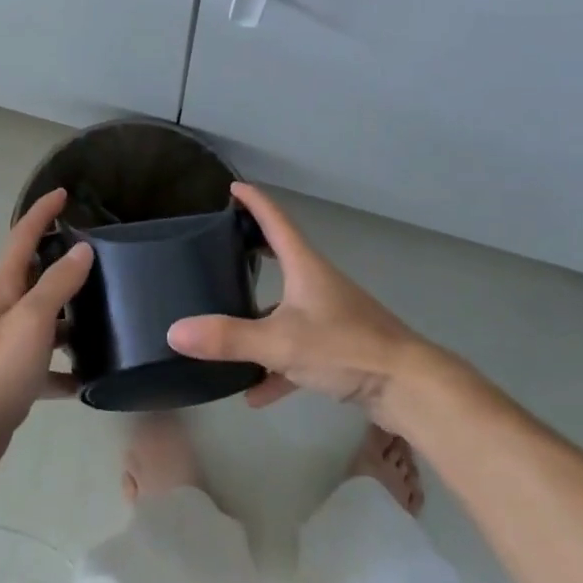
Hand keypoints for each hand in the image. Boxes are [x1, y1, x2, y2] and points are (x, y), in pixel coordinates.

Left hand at [0, 188, 93, 480]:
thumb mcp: (31, 320)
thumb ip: (57, 284)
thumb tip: (81, 249)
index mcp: (1, 287)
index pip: (22, 235)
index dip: (42, 212)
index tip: (64, 193)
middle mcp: (1, 308)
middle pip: (33, 274)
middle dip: (61, 260)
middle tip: (100, 255)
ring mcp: (5, 343)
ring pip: (43, 319)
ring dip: (68, 314)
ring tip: (106, 311)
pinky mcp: (12, 377)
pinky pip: (45, 363)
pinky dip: (64, 366)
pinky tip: (89, 377)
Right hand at [168, 183, 436, 426]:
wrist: (408, 387)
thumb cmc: (345, 347)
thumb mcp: (280, 343)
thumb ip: (228, 339)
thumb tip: (174, 331)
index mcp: (305, 267)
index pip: (276, 221)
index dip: (254, 202)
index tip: (233, 187)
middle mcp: (317, 284)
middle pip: (280, 258)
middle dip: (251, 253)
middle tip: (222, 248)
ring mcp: (330, 316)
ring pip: (285, 309)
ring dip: (258, 319)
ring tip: (226, 329)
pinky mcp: (338, 348)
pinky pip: (297, 350)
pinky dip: (276, 367)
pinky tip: (255, 395)